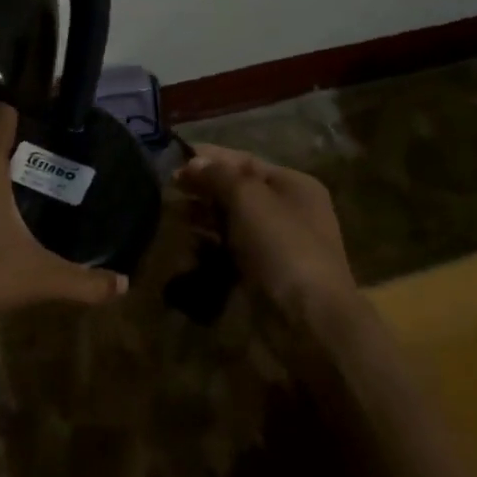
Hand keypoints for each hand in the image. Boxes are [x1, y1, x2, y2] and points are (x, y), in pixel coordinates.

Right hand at [175, 145, 358, 319]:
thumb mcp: (248, 198)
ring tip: (174, 214)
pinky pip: (232, 249)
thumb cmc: (281, 246)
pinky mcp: (264, 273)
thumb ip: (219, 175)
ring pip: (233, 220)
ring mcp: (277, 244)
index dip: (209, 157)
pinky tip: (190, 244)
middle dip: (204, 187)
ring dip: (204, 215)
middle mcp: (288, 210)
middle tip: (169, 188)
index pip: (245, 161)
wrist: (308, 318)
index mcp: (293, 185)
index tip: (173, 159)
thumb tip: (195, 162)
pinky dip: (211, 244)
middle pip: (238, 190)